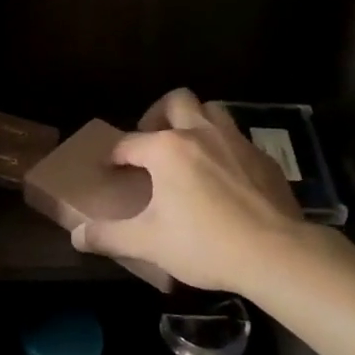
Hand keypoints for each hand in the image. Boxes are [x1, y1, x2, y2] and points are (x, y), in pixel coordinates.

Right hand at [71, 88, 337, 295]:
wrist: (277, 253)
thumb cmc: (205, 243)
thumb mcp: (148, 243)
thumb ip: (109, 236)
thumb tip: (77, 236)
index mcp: (167, 149)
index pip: (130, 143)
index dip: (116, 155)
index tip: (110, 168)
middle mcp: (200, 133)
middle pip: (176, 101)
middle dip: (158, 115)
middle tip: (152, 142)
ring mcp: (236, 142)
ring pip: (211, 110)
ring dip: (195, 121)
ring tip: (187, 150)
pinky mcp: (263, 159)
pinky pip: (237, 139)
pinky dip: (223, 147)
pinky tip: (223, 175)